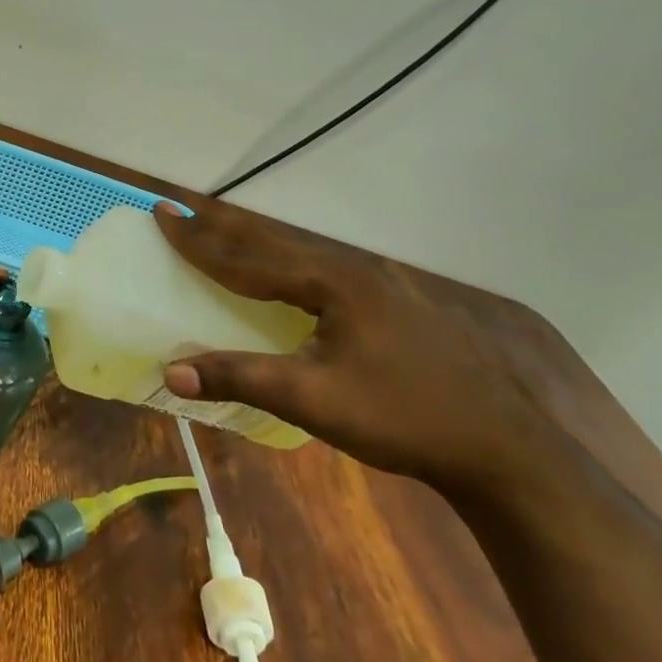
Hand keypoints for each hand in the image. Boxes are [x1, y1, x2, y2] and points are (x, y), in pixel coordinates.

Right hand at [154, 202, 575, 497]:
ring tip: (223, 238)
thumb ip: (241, 379)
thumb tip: (170, 372)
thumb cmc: (401, 418)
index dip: (199, 240)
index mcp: (333, 283)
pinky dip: (287, 265)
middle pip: (274, 242)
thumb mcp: (313, 400)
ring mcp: (382, 286)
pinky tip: (287, 280)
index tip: (162, 215)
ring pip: (302, 254)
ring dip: (255, 245)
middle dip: (222, 230)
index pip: (248, 257)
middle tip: (181, 214)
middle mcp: (355, 271)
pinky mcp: (396, 305)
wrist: (500, 448)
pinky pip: (324, 271)